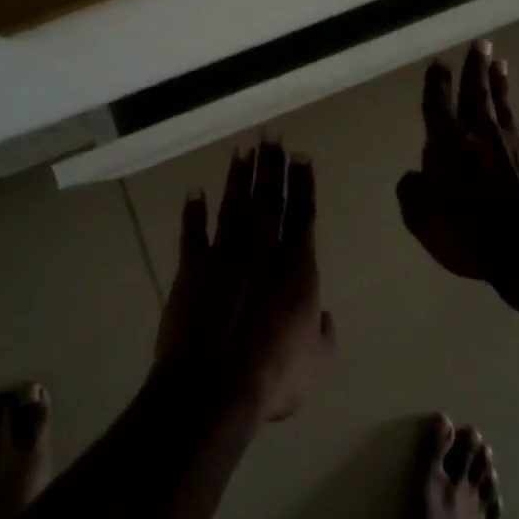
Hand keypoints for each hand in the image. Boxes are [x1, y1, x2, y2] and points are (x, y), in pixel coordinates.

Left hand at [155, 138, 336, 421]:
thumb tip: (326, 317)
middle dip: (271, 164)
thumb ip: (324, 335)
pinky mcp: (193, 266)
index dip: (302, 182)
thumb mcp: (316, 362)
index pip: (302, 213)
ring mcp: (225, 254)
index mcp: (296, 266)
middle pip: (269, 198)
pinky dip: (193, 211)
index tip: (301, 154)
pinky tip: (195, 192)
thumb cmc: (273, 375)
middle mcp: (263, 249)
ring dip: (238, 176)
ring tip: (242, 148)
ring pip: (234, 204)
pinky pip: (193, 231)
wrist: (214, 384)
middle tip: (271, 134)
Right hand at [397, 41, 518, 282]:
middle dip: (476, 66)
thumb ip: (412, 189)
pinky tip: (516, 123)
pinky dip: (515, 123)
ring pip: (503, 104)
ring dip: (499, 83)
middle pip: (476, 90)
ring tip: (501, 64)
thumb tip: (416, 175)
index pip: (439, 101)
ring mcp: (513, 143)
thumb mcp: (420, 217)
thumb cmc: (468, 232)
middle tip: (482, 44)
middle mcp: (481, 132)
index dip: (437, 81)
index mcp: (448, 140)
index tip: (439, 63)